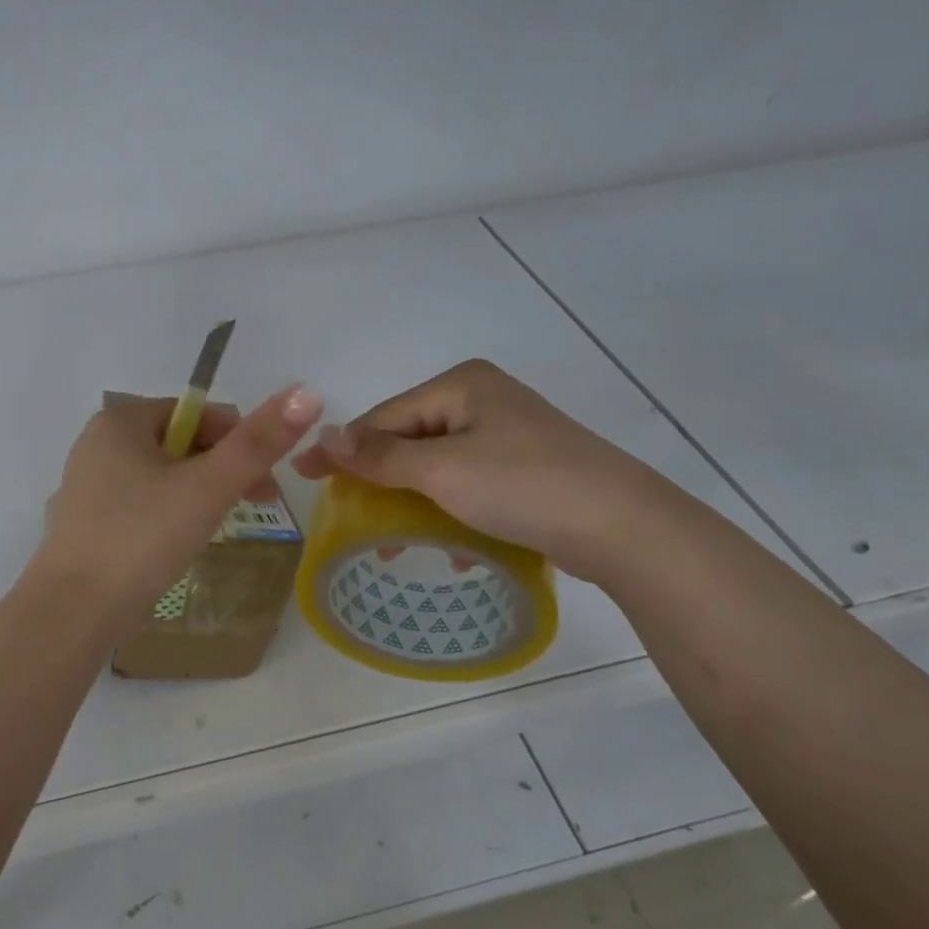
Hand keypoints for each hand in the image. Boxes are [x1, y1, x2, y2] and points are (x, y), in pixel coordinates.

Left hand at [36, 385, 323, 616]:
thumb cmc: (142, 536)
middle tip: (253, 506)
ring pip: (161, 477)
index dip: (240, 442)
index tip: (267, 483)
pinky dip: (168, 515)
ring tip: (218, 528)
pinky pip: (141, 504)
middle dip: (221, 470)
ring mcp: (87, 485)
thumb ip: (258, 442)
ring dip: (198, 494)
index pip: (197, 414)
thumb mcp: (208, 487)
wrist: (74, 610)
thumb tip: (307, 393)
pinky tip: (180, 544)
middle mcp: (97, 443)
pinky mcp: (86, 522)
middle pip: (180, 444)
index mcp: (120, 420)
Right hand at [291, 359, 678, 581]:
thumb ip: (378, 455)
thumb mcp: (440, 470)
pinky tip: (450, 544)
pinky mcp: (527, 467)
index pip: (384, 417)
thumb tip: (321, 434)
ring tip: (393, 542)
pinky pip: (468, 483)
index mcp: (461, 385)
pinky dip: (450, 510)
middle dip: (379, 480)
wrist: (625, 528)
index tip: (303, 478)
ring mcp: (509, 433)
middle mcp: (483, 400)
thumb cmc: (522, 486)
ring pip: (437, 466)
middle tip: (349, 516)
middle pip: (409, 439)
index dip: (343, 450)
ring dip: (411, 501)